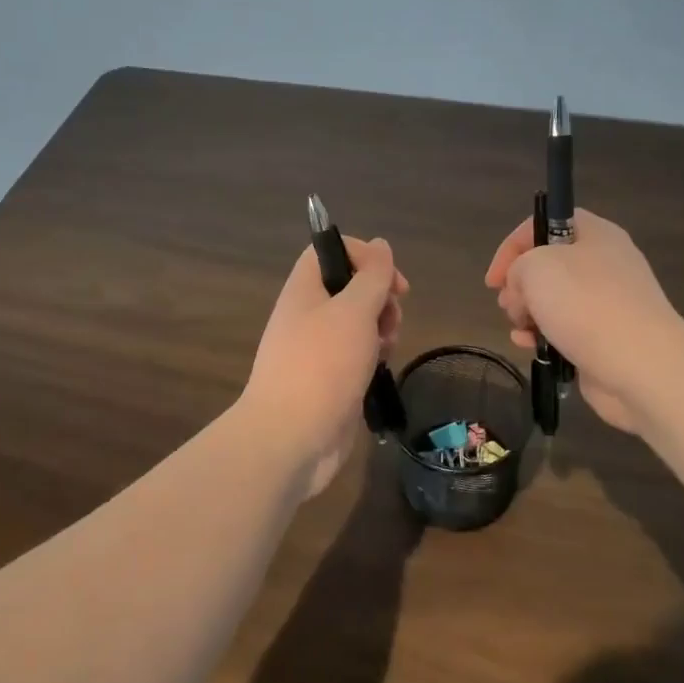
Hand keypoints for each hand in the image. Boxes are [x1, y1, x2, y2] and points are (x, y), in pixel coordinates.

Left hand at [239, 236, 408, 497]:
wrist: (292, 437)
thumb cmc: (322, 365)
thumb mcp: (353, 311)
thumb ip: (372, 276)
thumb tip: (381, 244)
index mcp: (304, 289)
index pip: (332, 251)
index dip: (365, 256)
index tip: (391, 280)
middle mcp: (307, 315)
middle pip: (350, 287)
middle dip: (381, 298)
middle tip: (391, 318)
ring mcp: (317, 350)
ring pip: (358, 323)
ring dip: (381, 329)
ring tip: (385, 348)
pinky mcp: (329, 380)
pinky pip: (357, 355)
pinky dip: (372, 357)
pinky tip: (379, 370)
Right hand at [484, 209, 679, 437]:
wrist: (640, 364)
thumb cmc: (586, 305)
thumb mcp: (536, 267)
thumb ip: (518, 267)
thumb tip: (523, 290)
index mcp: (596, 235)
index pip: (546, 223)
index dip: (513, 246)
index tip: (494, 279)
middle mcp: (604, 263)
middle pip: (548, 264)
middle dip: (519, 284)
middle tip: (510, 304)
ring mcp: (608, 303)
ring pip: (553, 300)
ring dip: (528, 313)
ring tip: (520, 327)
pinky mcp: (605, 337)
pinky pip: (565, 329)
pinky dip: (543, 335)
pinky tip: (529, 346)